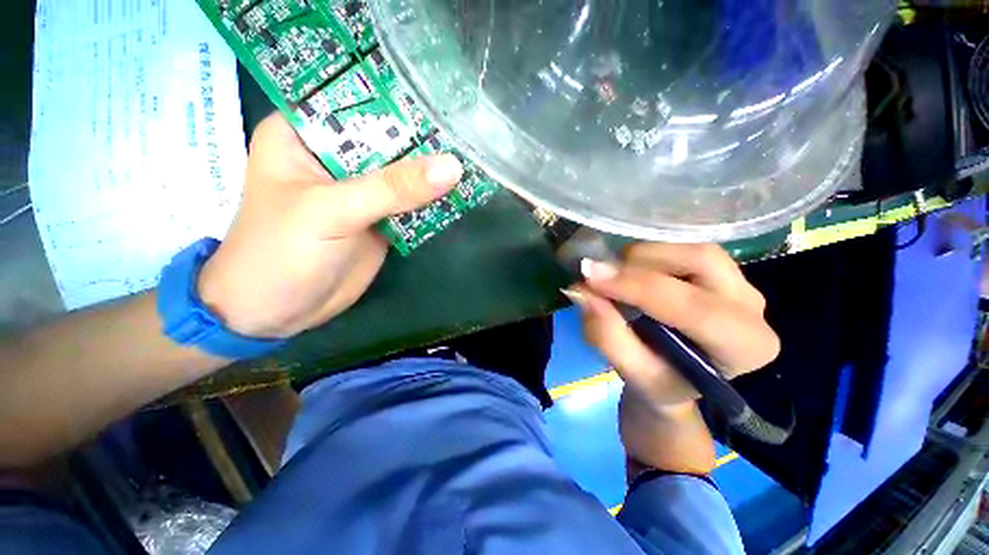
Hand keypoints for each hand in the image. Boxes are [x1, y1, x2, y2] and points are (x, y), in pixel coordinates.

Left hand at [198, 114, 461, 338]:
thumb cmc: (281, 252)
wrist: (278, 311)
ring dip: (433, 172)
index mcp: (305, 135)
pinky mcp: (379, 218)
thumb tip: (452, 166)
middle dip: (425, 141)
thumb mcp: (333, 211)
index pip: (360, 103)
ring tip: (473, 159)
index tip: (445, 102)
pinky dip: (433, 200)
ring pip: (404, 173)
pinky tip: (460, 192)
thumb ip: (393, 188)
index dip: (401, 103)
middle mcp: (335, 156)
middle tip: (468, 134)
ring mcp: (360, 190)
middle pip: (388, 140)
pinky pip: (411, 202)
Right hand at [566, 243, 779, 406]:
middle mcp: (752, 307)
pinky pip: (682, 247)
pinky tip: (629, 272)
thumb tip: (582, 292)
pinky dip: (647, 255)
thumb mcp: (632, 373)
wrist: (678, 376)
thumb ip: (608, 337)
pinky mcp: (720, 269)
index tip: (589, 278)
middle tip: (598, 275)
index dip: (636, 287)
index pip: (695, 307)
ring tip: (613, 277)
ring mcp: (739, 281)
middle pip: (700, 261)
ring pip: (690, 248)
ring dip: (642, 257)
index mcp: (744, 346)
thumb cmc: (660, 381)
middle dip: (641, 264)